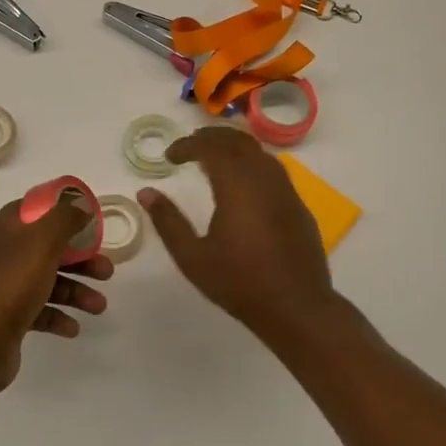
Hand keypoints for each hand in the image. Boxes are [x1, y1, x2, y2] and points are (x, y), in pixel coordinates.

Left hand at [0, 195, 113, 399]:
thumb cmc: (9, 284)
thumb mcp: (41, 241)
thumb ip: (64, 218)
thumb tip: (80, 205)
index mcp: (3, 229)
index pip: (35, 209)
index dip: (63, 211)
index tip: (91, 221)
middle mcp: (1, 255)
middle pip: (47, 248)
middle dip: (81, 259)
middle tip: (107, 271)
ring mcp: (2, 287)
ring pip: (47, 281)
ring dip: (76, 291)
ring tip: (99, 307)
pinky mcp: (6, 318)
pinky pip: (38, 311)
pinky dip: (58, 316)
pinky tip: (73, 328)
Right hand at [140, 126, 336, 339]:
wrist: (296, 308)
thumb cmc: (239, 283)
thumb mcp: (192, 257)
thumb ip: (168, 221)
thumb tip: (146, 193)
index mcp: (237, 186)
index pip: (210, 148)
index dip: (187, 145)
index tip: (169, 156)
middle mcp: (264, 179)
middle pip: (238, 141)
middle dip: (212, 137)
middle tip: (189, 146)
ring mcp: (286, 191)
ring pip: (260, 153)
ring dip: (234, 148)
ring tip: (214, 159)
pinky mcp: (298, 207)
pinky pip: (274, 171)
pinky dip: (253, 164)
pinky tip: (243, 185)